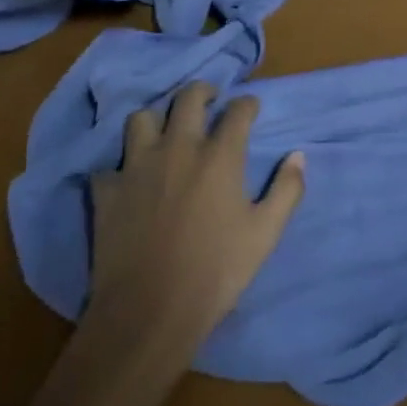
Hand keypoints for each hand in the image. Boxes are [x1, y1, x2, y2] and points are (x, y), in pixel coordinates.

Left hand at [88, 82, 304, 349]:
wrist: (148, 314)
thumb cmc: (215, 271)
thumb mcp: (265, 234)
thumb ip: (287, 190)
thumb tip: (298, 156)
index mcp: (219, 155)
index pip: (238, 110)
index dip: (248, 104)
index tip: (251, 109)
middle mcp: (178, 148)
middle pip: (189, 98)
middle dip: (204, 92)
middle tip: (210, 102)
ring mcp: (137, 167)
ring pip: (141, 118)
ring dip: (157, 119)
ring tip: (165, 132)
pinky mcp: (108, 192)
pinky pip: (109, 165)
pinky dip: (120, 167)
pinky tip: (129, 180)